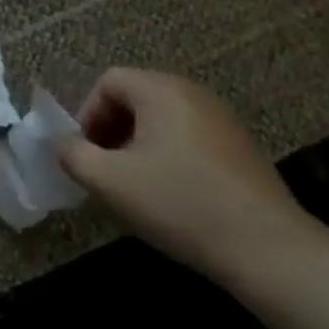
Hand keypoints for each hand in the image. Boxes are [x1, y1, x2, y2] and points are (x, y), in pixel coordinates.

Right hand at [56, 67, 313, 278]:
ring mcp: (222, 119)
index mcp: (161, 90)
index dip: (86, 114)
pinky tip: (171, 196)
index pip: (109, 81)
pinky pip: (188, 137)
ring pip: (162, 119)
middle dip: (110, 130)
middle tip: (104, 171)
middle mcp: (193, 93)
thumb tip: (61, 143)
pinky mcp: (240, 147)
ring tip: (134, 186)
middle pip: (136, 97)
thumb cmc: (179, 203)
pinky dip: (167, 155)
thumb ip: (74, 156)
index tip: (85, 154)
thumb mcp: (110, 181)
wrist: (266, 247)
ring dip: (136, 145)